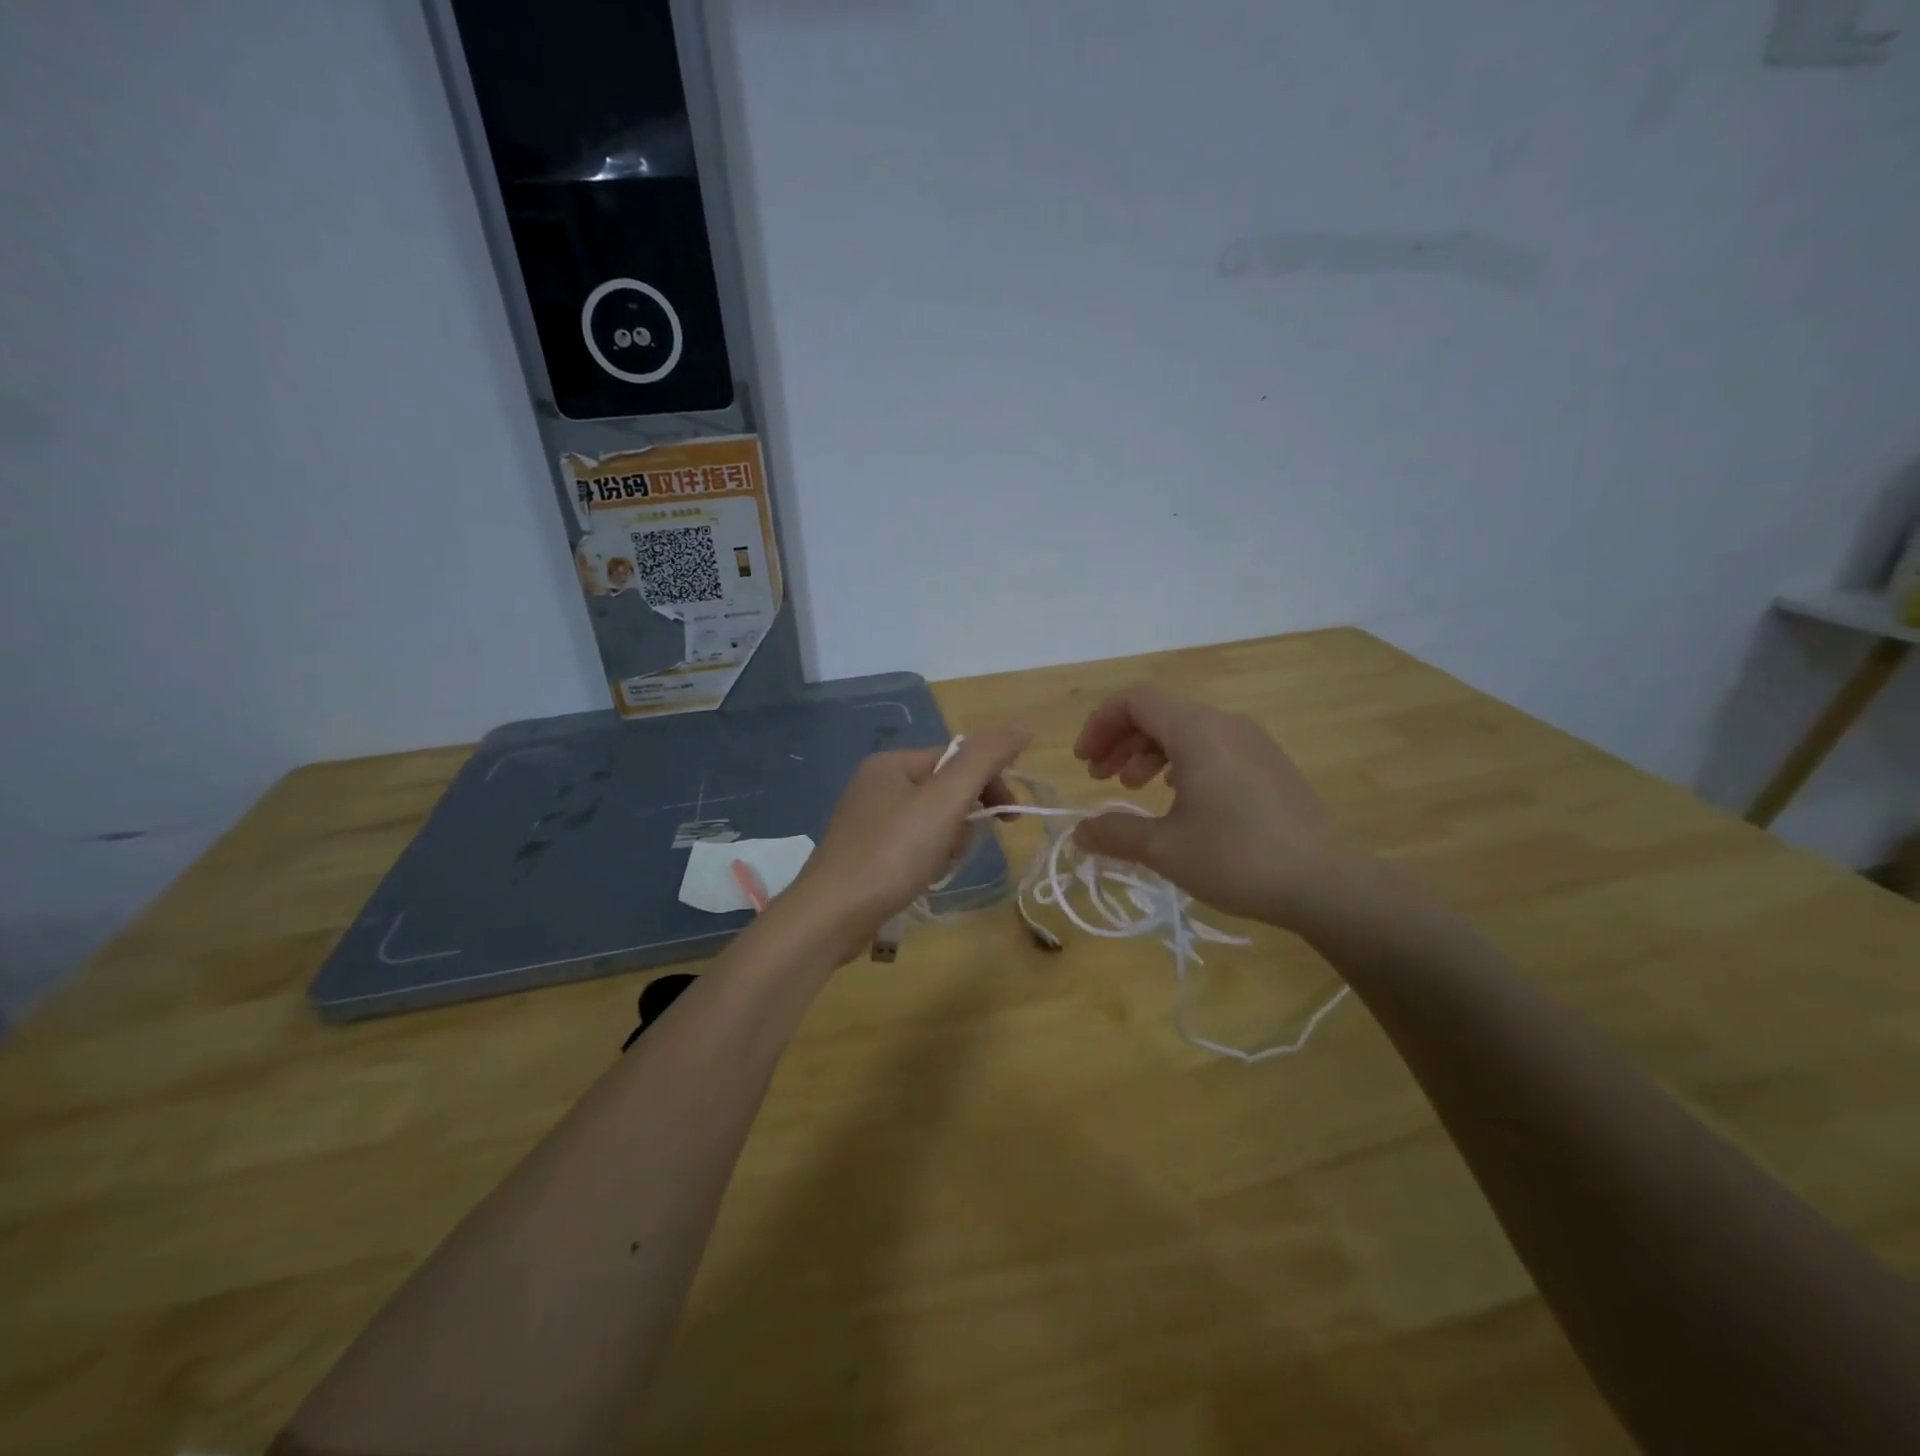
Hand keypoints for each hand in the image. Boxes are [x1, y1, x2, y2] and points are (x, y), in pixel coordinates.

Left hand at [780, 728, 1029, 959]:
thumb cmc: (893, 853)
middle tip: (962, 846)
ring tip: (938, 865)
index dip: (989, 784)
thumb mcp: (945, 801)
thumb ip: (984, 760)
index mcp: (892, 762)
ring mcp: (866, 819)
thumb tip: (1022, 727)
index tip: (1009, 819)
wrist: (832, 915)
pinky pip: (911, 843)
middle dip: (965, 816)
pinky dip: (926, 857)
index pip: (958, 758)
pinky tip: (922, 877)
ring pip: (930, 819)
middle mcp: (875, 783)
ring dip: (948, 840)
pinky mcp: (863, 851)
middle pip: (945, 789)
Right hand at [1071, 685, 1374, 932]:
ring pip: (1186, 729)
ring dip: (1149, 752)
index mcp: (1197, 731)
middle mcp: (1225, 724)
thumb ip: (1115, 833)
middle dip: (1120, 740)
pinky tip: (1179, 796)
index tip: (1083, 762)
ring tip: (1133, 787)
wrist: (1327, 883)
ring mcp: (1253, 742)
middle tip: (1099, 776)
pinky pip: (1213, 746)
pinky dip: (1182, 761)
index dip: (1100, 724)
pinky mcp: (1270, 765)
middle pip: (1159, 712)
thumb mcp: (1164, 848)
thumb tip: (1078, 833)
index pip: (1135, 700)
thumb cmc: (1237, 858)